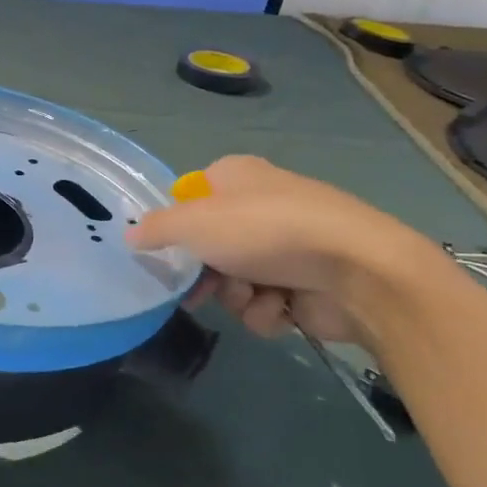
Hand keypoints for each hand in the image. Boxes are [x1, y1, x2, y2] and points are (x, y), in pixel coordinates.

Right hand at [127, 156, 443, 344]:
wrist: (357, 269)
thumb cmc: (265, 230)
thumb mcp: (193, 223)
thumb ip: (156, 229)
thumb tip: (129, 235)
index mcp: (235, 177)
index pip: (191, 197)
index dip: (176, 225)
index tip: (164, 250)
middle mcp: (260, 206)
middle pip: (210, 246)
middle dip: (206, 273)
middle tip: (198, 291)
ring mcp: (287, 246)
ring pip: (235, 280)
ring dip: (237, 296)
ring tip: (255, 295)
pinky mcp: (308, 283)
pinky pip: (267, 303)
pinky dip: (268, 310)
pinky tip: (281, 307)